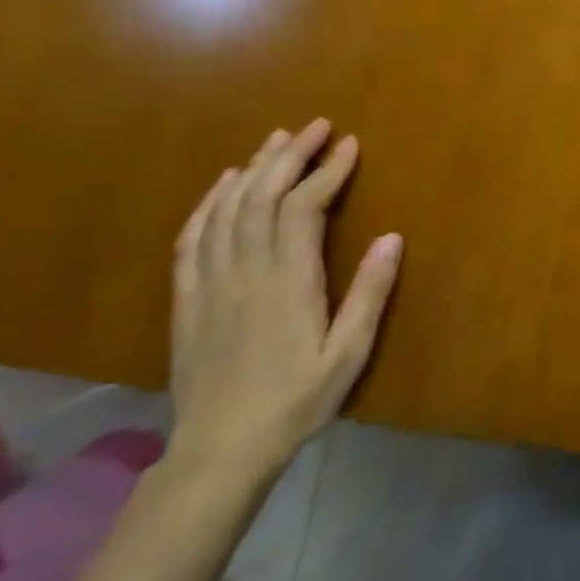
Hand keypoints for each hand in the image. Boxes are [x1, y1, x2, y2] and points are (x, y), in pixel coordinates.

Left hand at [168, 120, 402, 483]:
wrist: (218, 454)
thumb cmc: (295, 402)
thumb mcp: (348, 354)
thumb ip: (370, 294)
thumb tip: (392, 236)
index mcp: (287, 283)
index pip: (303, 208)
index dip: (327, 171)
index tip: (349, 145)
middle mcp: (245, 273)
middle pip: (261, 197)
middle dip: (290, 155)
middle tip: (316, 127)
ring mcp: (210, 284)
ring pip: (227, 210)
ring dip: (252, 169)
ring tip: (276, 140)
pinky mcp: (187, 300)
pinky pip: (192, 239)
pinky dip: (208, 203)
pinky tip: (223, 183)